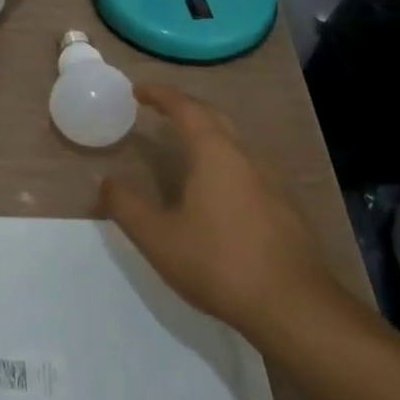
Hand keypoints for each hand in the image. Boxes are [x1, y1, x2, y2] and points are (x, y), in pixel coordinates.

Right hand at [100, 83, 336, 336]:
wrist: (295, 309)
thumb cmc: (219, 263)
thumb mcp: (158, 237)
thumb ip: (125, 205)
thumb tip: (104, 180)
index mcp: (215, 154)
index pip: (185, 108)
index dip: (160, 94)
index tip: (138, 90)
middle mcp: (247, 158)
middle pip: (214, 118)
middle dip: (185, 108)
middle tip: (158, 110)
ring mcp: (272, 183)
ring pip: (235, 143)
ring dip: (207, 133)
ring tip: (183, 144)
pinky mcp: (285, 209)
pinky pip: (248, 167)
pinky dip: (224, 159)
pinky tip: (215, 187)